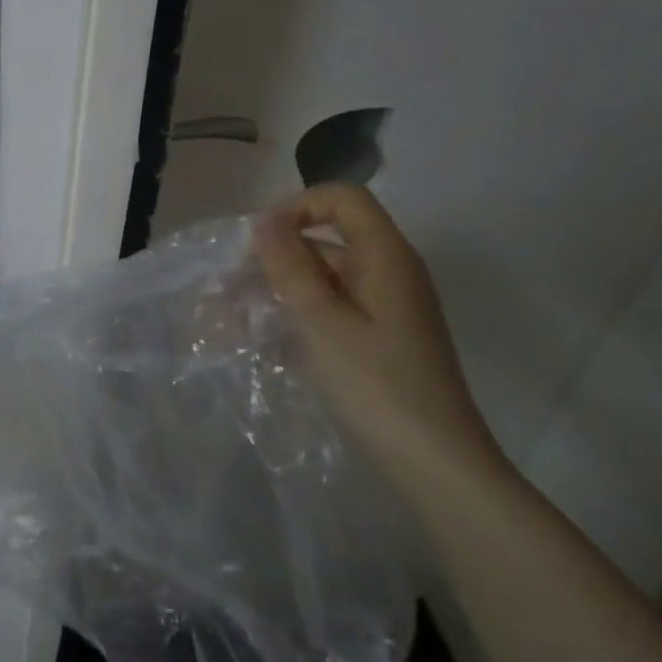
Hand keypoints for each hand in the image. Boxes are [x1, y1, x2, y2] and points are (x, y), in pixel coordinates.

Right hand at [253, 184, 510, 492]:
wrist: (434, 462)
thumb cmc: (376, 385)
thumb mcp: (322, 322)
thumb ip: (290, 266)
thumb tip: (264, 220)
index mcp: (386, 257)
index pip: (342, 199)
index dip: (297, 207)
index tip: (258, 241)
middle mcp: (388, 272)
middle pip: (326, 238)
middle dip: (272, 255)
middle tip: (226, 286)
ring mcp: (384, 306)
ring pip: (321, 276)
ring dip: (275, 287)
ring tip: (227, 315)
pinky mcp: (376, 336)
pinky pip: (328, 307)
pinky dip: (293, 313)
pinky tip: (259, 338)